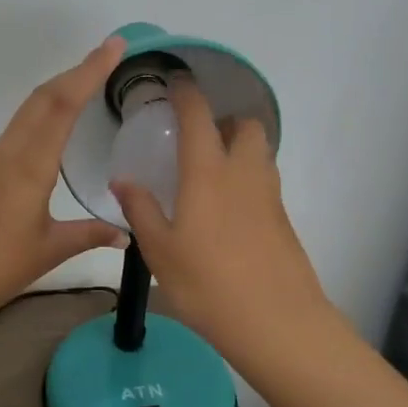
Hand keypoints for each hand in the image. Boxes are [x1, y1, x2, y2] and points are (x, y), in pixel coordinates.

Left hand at [0, 37, 129, 324]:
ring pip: (27, 112)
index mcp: (29, 165)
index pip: (62, 104)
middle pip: (42, 98)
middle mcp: (8, 152)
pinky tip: (51, 128)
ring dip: (57, 91)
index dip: (89, 71)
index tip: (113, 46)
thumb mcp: (49, 250)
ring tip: (86, 83)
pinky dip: (40, 115)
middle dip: (75, 72)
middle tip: (107, 54)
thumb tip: (125, 233)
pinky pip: (16, 131)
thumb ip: (89, 235)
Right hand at [110, 77, 333, 369]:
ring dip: (239, 148)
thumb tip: (123, 180)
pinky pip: (265, 182)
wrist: (278, 324)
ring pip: (260, 153)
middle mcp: (244, 174)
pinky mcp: (284, 221)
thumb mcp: (160, 251)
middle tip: (198, 139)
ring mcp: (269, 197)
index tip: (175, 82)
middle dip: (225, 121)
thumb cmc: (208, 285)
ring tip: (210, 173)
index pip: (199, 117)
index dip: (187, 93)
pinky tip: (227, 211)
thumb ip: (141, 210)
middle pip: (246, 126)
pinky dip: (248, 179)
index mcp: (208, 174)